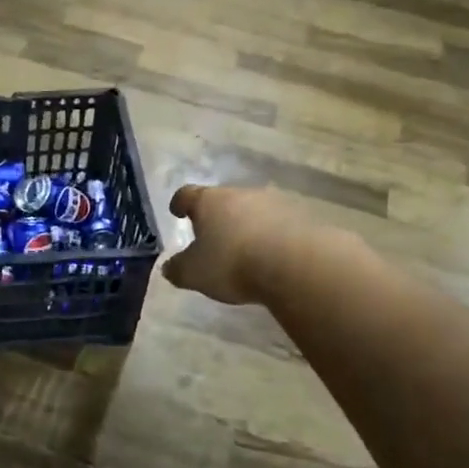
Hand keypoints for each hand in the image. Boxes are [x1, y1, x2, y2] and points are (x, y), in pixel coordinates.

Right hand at [161, 184, 298, 306]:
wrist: (295, 264)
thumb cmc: (233, 263)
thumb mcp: (195, 274)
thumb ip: (178, 269)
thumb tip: (169, 267)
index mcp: (209, 201)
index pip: (187, 195)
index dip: (180, 203)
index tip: (177, 211)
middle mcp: (240, 193)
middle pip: (222, 200)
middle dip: (216, 216)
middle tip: (212, 236)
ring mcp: (273, 202)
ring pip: (252, 210)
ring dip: (246, 224)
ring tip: (244, 248)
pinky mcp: (300, 216)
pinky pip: (278, 223)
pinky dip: (271, 235)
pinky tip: (271, 255)